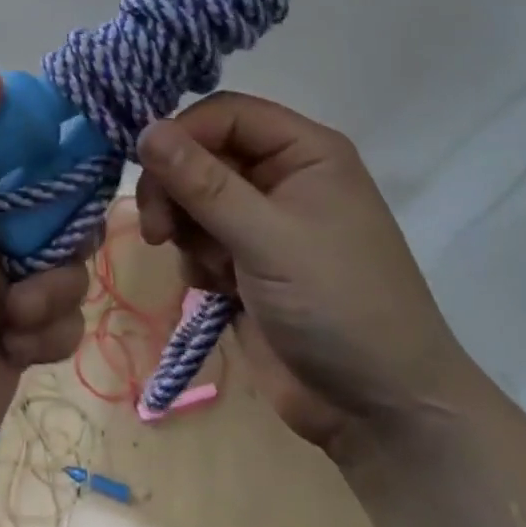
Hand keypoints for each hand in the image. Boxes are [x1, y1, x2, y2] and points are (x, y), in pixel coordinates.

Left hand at [0, 74, 88, 487]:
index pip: (18, 153)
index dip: (50, 153)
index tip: (77, 159)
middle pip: (59, 211)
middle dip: (61, 235)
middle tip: (41, 252)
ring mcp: (5, 288)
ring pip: (70, 267)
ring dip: (51, 292)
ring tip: (13, 316)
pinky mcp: (23, 338)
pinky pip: (67, 320)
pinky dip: (47, 335)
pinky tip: (12, 351)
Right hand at [135, 94, 472, 456]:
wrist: (379, 412)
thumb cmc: (338, 305)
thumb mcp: (266, 238)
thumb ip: (202, 182)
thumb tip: (146, 129)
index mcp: (305, 152)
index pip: (226, 113)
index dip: (183, 133)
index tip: (146, 166)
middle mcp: (282, 176)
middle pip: (201, 154)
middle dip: (175, 189)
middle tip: (158, 228)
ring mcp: (263, 221)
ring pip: (192, 197)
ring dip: (185, 229)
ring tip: (207, 269)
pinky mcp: (246, 261)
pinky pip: (197, 238)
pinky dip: (197, 260)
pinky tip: (218, 290)